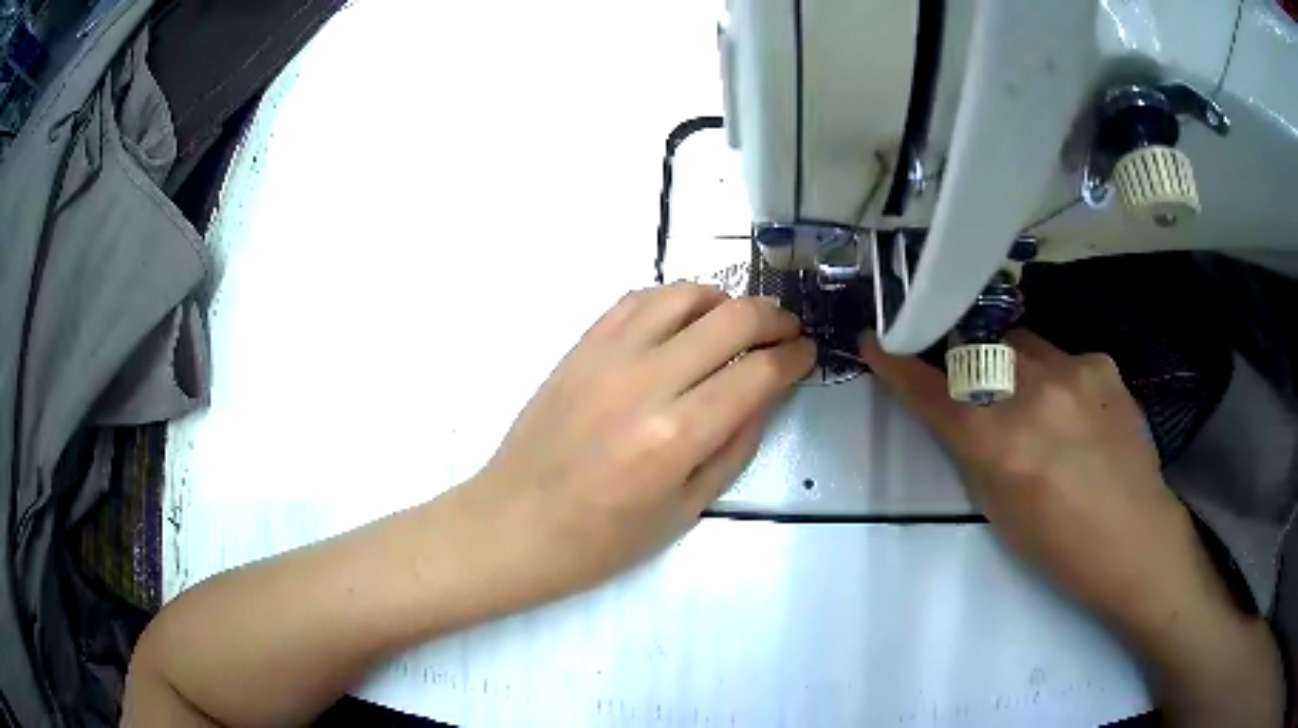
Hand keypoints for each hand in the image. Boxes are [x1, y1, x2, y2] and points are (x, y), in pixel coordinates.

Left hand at [465, 283, 813, 603]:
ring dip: (724, 300)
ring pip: (684, 294)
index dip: (794, 357)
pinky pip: (636, 300)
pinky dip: (673, 300)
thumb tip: (765, 394)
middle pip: (731, 318)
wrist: (514, 523)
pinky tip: (684, 321)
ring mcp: (607, 356)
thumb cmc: (602, 539)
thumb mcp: (686, 509)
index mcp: (676, 436)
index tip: (807, 353)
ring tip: (737, 323)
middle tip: (786, 331)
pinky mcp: (580, 346)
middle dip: (773, 318)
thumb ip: (733, 446)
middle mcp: (645, 382)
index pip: (758, 372)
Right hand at [862, 329, 1189, 624]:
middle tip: (981, 387)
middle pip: (977, 348)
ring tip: (1039, 403)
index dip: (898, 364)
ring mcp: (1071, 369)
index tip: (877, 341)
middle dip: (968, 363)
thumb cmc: (1057, 543)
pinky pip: (1063, 355)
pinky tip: (1078, 410)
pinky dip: (1058, 376)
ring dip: (1015, 366)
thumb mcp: (997, 507)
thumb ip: (973, 448)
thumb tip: (958, 409)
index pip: (930, 390)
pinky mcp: (1101, 362)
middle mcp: (1030, 392)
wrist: (1132, 538)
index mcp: (996, 442)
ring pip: (1021, 344)